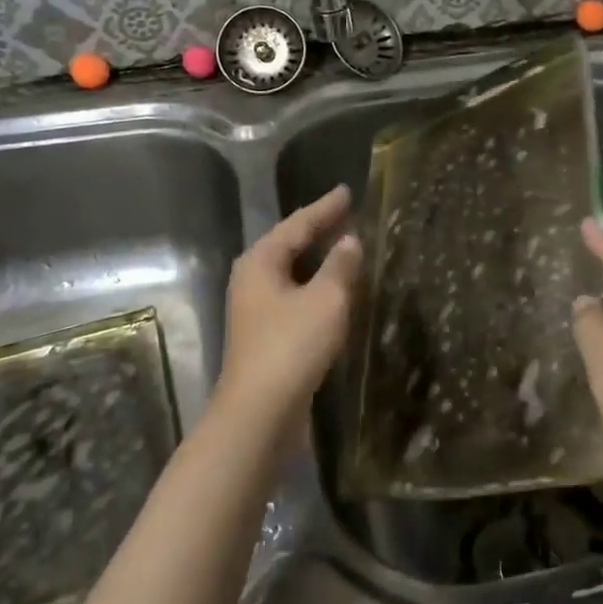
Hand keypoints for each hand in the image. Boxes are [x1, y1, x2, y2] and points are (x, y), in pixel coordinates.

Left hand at [211, 185, 364, 442]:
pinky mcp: (266, 335)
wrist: (260, 413)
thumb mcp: (326, 299)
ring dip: (319, 261)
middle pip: (290, 245)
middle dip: (319, 230)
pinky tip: (336, 292)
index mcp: (261, 261)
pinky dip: (317, 287)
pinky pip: (295, 297)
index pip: (298, 223)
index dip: (325, 207)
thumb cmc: (292, 346)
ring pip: (292, 273)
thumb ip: (340, 265)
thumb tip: (349, 240)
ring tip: (347, 247)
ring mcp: (256, 309)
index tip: (347, 191)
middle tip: (349, 215)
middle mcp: (253, 279)